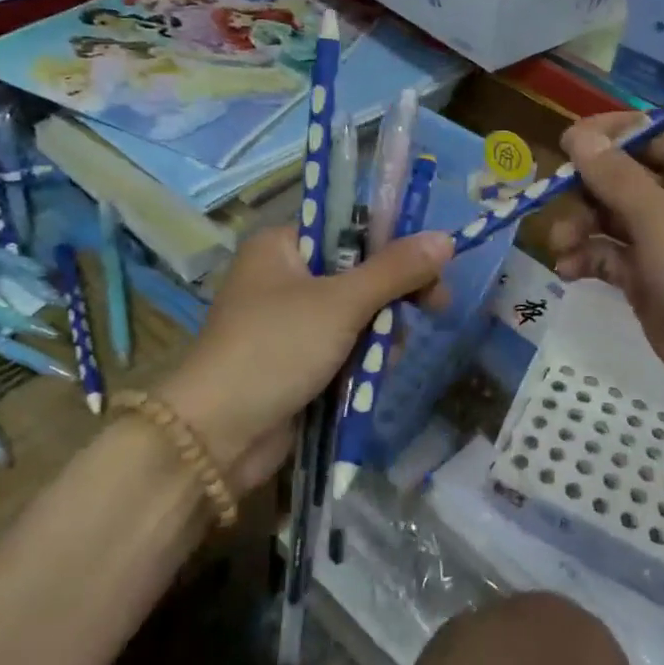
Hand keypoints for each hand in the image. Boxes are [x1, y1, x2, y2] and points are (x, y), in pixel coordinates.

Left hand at [159, 226, 454, 493]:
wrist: (217, 436)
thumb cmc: (276, 348)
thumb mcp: (341, 302)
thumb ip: (396, 270)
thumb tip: (446, 238)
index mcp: (282, 246)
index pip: (351, 228)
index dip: (395, 244)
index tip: (432, 266)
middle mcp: (283, 276)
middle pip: (359, 272)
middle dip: (392, 297)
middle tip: (435, 308)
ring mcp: (288, 322)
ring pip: (356, 314)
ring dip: (379, 334)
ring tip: (385, 356)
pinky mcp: (295, 361)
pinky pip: (343, 347)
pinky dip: (361, 359)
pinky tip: (372, 375)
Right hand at [548, 113, 663, 442]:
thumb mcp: (663, 222)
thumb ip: (615, 177)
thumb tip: (578, 133)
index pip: (650, 131)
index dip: (607, 134)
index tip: (563, 146)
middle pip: (623, 175)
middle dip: (585, 188)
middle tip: (552, 206)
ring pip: (611, 216)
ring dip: (581, 226)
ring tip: (561, 248)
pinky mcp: (653, 281)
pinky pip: (612, 255)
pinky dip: (589, 258)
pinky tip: (568, 272)